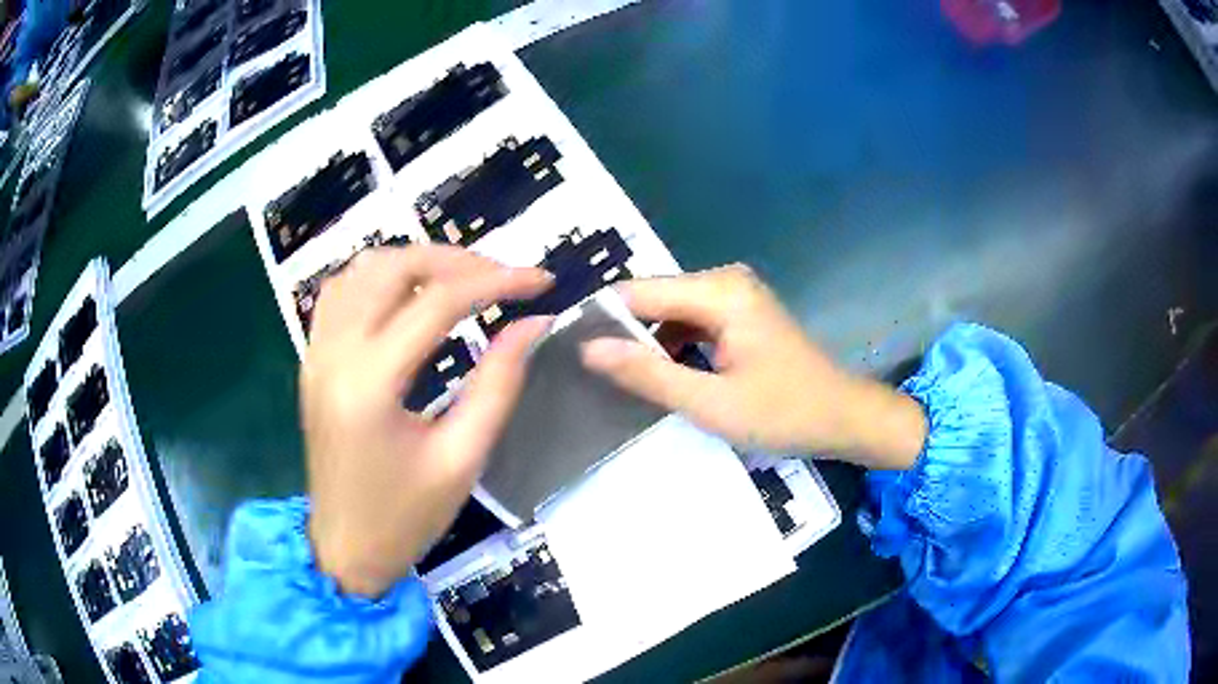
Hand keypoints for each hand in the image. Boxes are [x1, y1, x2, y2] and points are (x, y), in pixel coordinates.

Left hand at [302, 244, 550, 596]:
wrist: (344, 548)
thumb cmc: (405, 517)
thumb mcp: (463, 458)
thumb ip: (499, 383)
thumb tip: (533, 324)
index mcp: (370, 384)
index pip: (437, 302)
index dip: (496, 281)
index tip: (540, 281)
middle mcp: (334, 353)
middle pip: (393, 268)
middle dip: (455, 260)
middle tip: (502, 277)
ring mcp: (316, 352)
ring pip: (361, 269)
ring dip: (415, 261)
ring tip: (462, 278)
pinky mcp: (313, 359)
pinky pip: (340, 292)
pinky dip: (379, 276)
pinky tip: (408, 292)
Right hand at [581, 265, 926, 469]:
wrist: (843, 417)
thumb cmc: (784, 412)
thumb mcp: (710, 403)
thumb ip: (648, 374)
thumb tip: (588, 348)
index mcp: (719, 291)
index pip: (637, 292)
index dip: (600, 319)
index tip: (566, 350)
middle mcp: (724, 280)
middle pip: (653, 299)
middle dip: (622, 333)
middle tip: (587, 372)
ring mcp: (734, 295)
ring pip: (670, 312)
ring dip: (645, 343)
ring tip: (614, 378)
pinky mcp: (740, 313)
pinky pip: (690, 322)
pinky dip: (671, 347)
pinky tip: (657, 376)